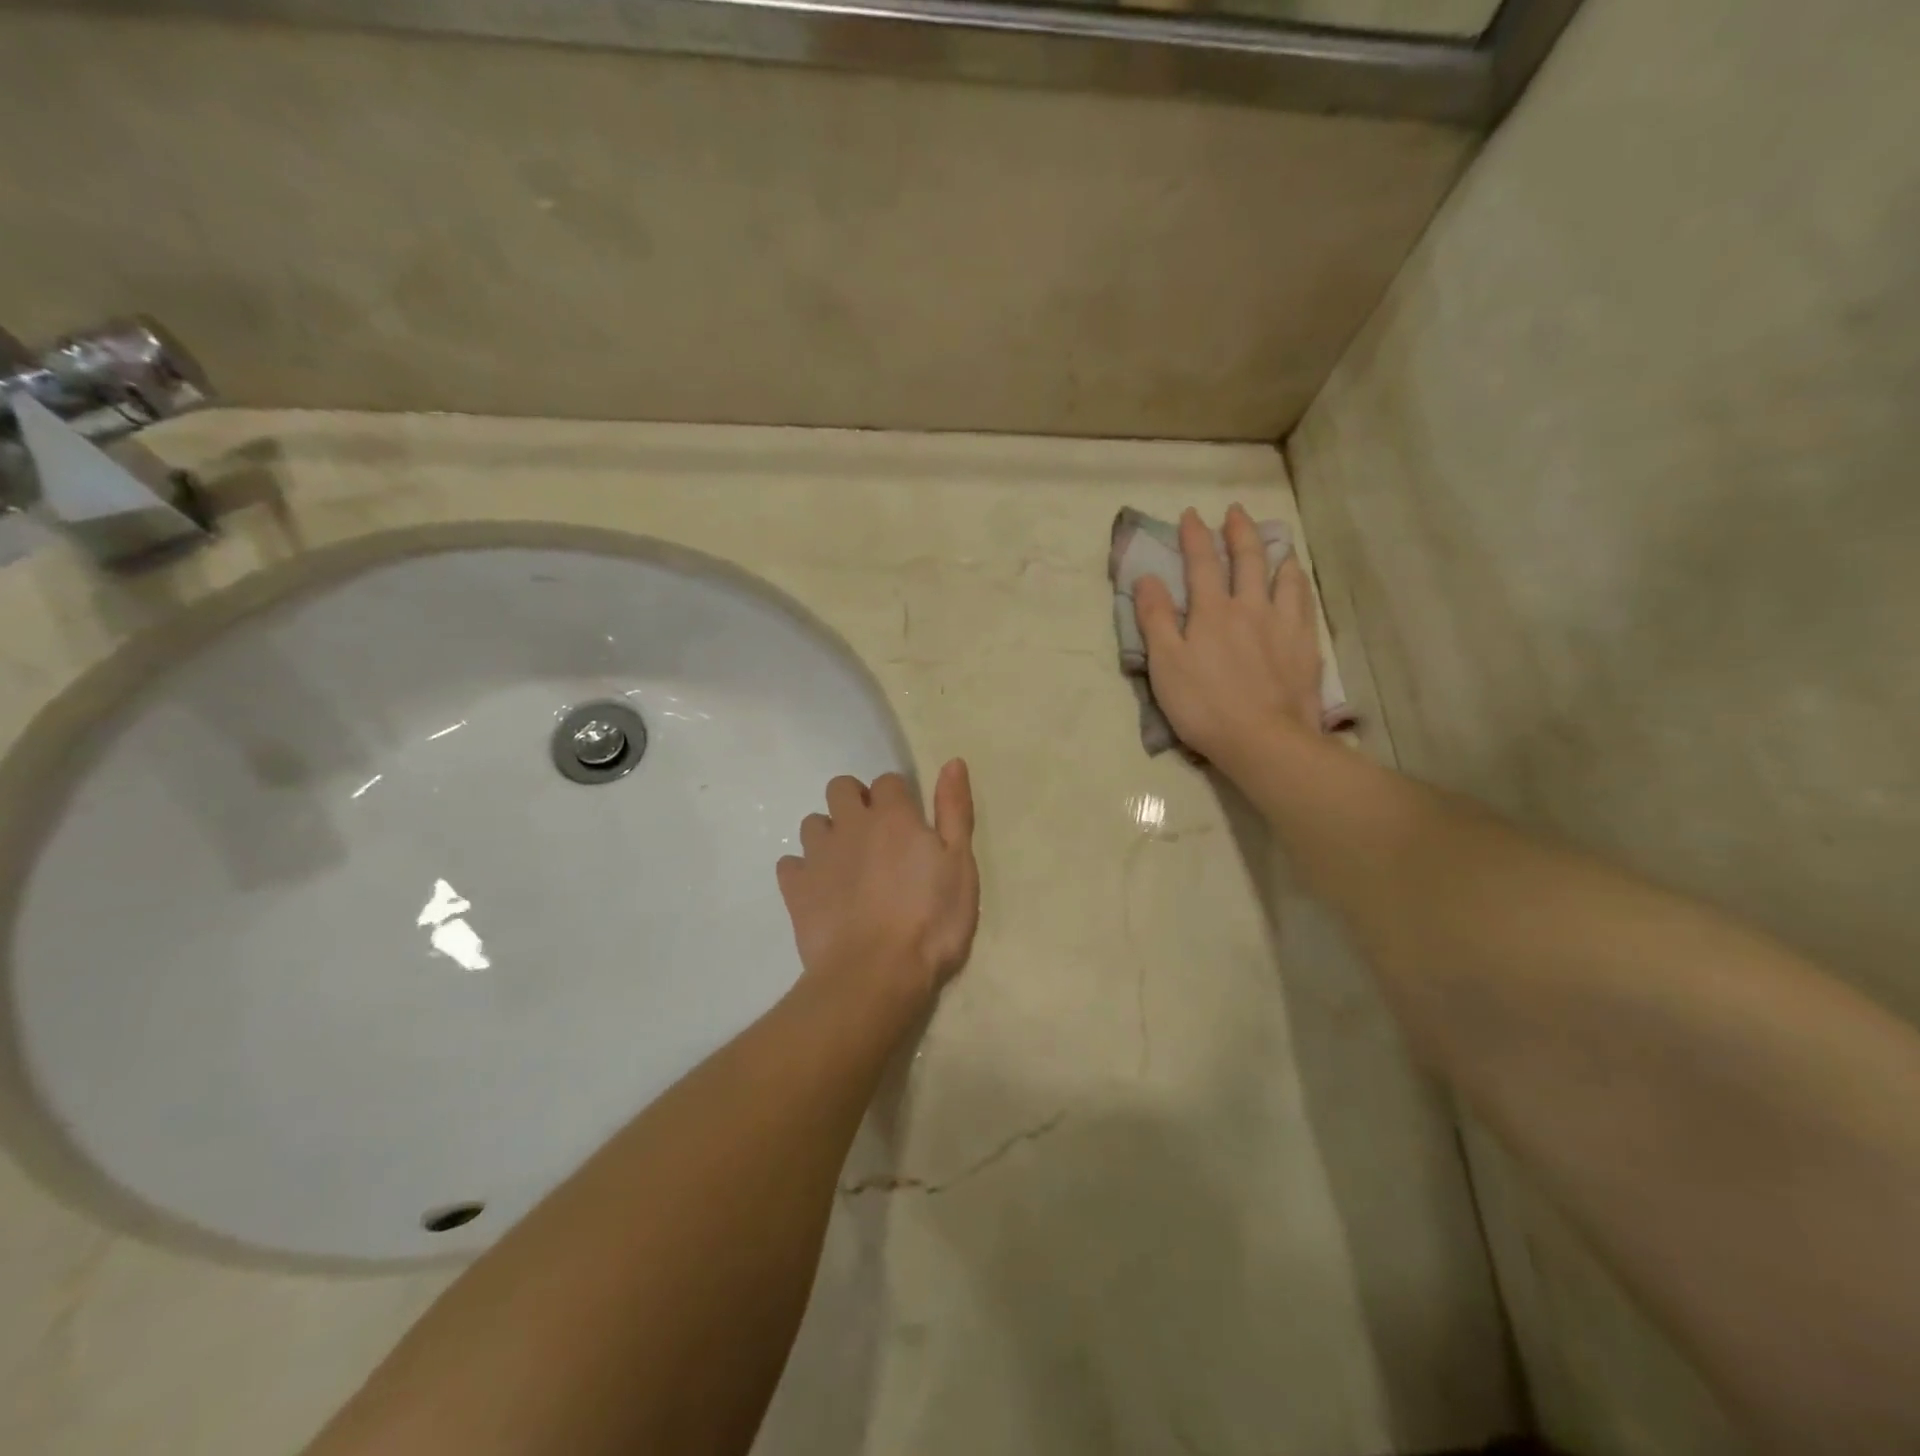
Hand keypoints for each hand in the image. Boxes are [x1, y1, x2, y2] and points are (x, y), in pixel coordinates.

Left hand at [777, 760, 979, 1014]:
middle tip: (875, 836)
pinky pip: (790, 864)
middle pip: (841, 788)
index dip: (898, 798)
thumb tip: (953, 761)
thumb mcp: (960, 864)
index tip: (909, 824)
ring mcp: (818, 855)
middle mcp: (850, 824)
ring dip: (828, 834)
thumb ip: (955, 810)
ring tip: (847, 865)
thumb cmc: (931, 921)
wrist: (875, 975)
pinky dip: (803, 871)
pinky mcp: (795, 888)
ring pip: (812, 823)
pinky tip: (819, 891)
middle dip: (855, 801)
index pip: (888, 781)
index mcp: (893, 816)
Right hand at [1134, 505, 1324, 766]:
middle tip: (1235, 511)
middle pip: (1247, 560)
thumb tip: (1147, 578)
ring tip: (1275, 540)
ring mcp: (1283, 625)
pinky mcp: (1305, 646)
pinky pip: (1304, 603)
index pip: (1202, 563)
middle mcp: (1250, 608)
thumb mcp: (1166, 665)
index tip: (1191, 514)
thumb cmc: (1204, 706)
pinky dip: (1298, 583)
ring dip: (1275, 552)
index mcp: (1212, 612)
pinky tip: (1298, 582)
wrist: (1264, 739)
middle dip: (1239, 532)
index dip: (1194, 537)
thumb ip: (1155, 619)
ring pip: (1283, 576)